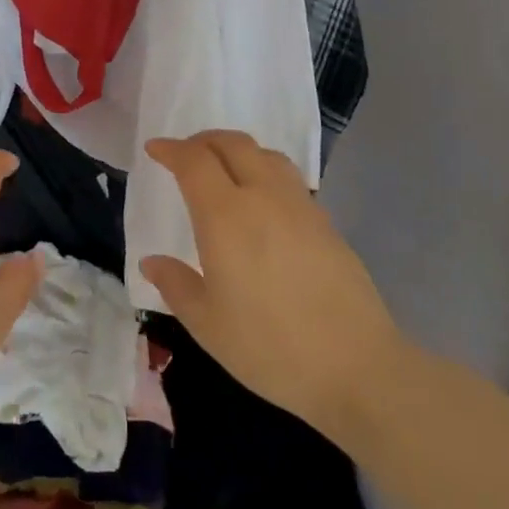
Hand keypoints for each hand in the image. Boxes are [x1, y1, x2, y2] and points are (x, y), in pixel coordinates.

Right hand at [140, 130, 402, 441]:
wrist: (358, 368)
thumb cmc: (270, 347)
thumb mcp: (207, 325)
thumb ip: (175, 285)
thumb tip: (151, 262)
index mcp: (225, 216)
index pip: (194, 161)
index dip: (171, 149)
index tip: (154, 149)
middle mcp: (263, 197)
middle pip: (233, 144)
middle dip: (203, 141)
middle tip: (185, 153)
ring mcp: (301, 207)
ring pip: (266, 154)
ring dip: (238, 150)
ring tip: (224, 169)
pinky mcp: (327, 224)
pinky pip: (289, 179)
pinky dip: (265, 172)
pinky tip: (263, 203)